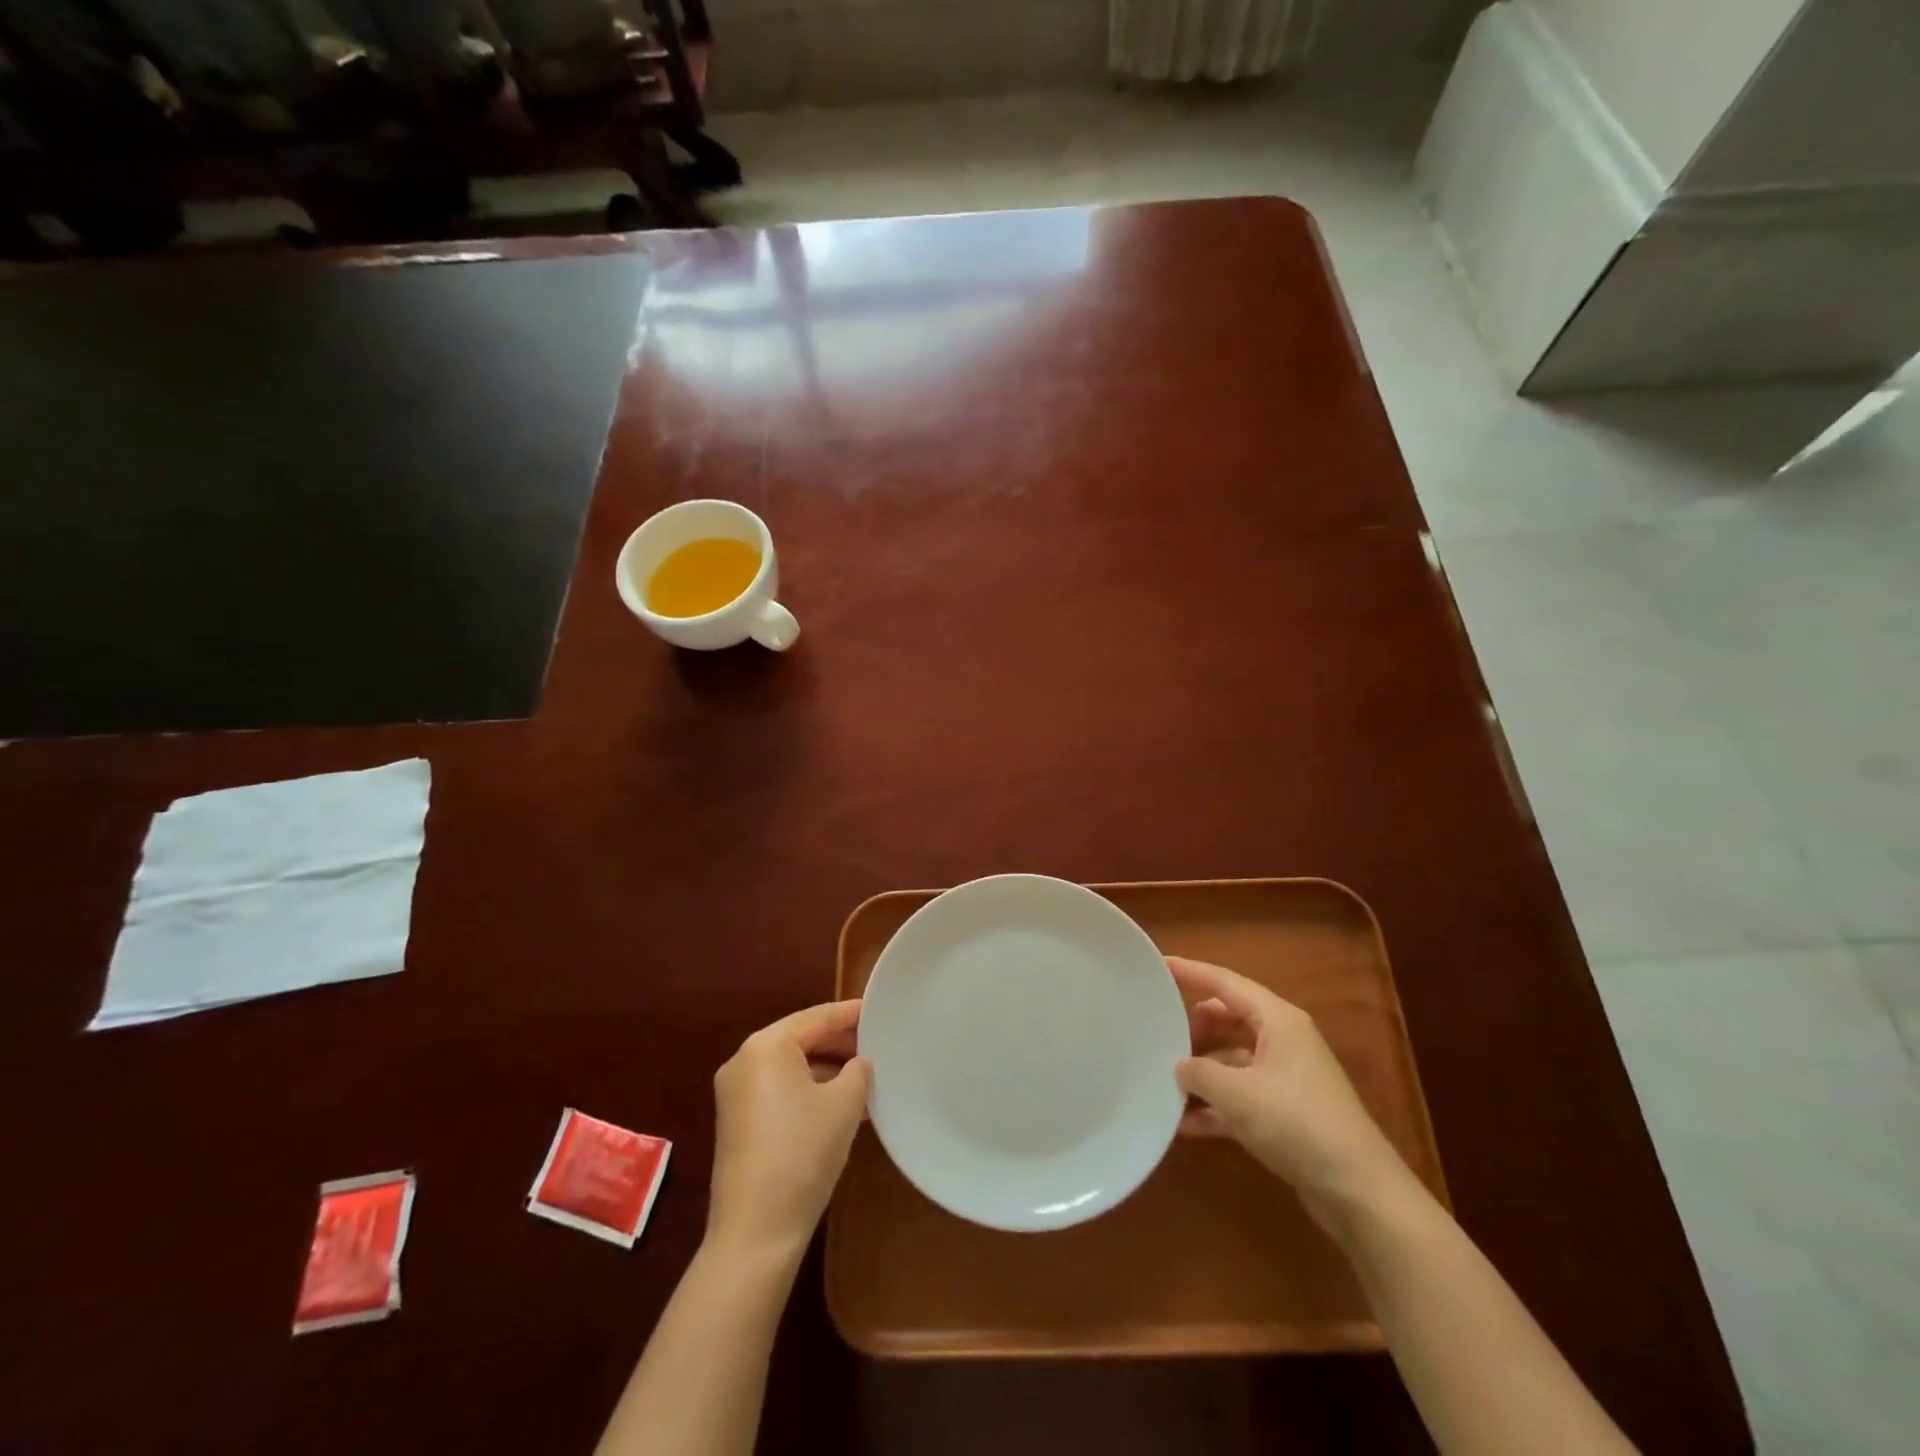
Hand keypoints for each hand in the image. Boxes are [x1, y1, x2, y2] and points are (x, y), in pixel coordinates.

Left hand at [707, 1000, 871, 1262]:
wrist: (755, 1232)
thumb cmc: (803, 1153)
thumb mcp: (844, 1104)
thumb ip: (858, 1070)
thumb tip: (858, 1063)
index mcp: (767, 1046)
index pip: (817, 1017)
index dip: (851, 1013)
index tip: (879, 1010)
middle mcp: (744, 1060)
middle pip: (800, 1038)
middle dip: (839, 1042)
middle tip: (877, 1045)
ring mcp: (735, 1093)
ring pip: (790, 1065)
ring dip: (826, 1068)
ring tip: (865, 1077)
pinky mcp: (736, 1121)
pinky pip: (779, 1089)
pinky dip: (808, 1089)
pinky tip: (840, 1105)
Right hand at [1171, 957, 1409, 1226]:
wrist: (1359, 1191)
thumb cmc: (1297, 1123)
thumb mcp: (1236, 1093)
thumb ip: (1198, 1072)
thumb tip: (1179, 1065)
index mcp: (1277, 1020)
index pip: (1225, 982)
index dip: (1191, 972)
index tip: (1159, 965)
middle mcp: (1283, 1040)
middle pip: (1228, 1019)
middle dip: (1194, 1027)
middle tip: (1158, 1036)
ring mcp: (1287, 1077)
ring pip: (1233, 1059)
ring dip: (1202, 1071)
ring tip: (1164, 1080)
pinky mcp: (1288, 1113)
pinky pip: (1242, 1096)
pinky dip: (1216, 1105)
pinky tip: (1185, 1124)